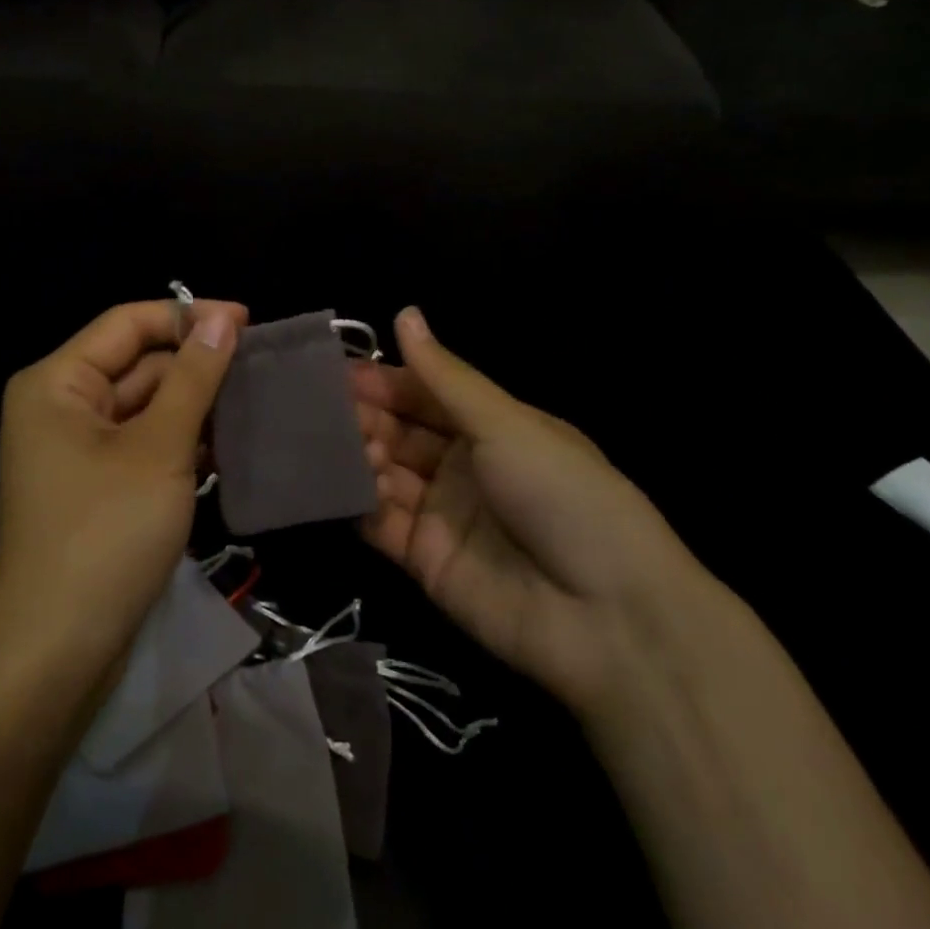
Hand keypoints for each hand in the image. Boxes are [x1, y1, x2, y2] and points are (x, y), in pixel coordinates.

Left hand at [0, 298, 246, 680]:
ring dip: (195, 405)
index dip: (189, 315)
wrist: (59, 650)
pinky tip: (230, 446)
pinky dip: (182, 442)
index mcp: (57, 382)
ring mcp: (77, 449)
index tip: (251, 321)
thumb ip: (193, 377)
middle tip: (263, 369)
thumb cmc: (105, 534)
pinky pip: (143, 443)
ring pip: (145, 406)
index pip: (128, 324)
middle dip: (197, 365)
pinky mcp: (96, 485)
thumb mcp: (159, 448)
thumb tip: (223, 317)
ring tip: (258, 403)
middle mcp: (60, 405)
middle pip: (137, 363)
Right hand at [353, 307, 715, 716]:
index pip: (426, 394)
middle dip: (366, 416)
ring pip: (385, 473)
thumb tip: (405, 313)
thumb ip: (444, 377)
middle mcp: (463, 466)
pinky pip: (380, 523)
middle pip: (401, 432)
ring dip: (361, 455)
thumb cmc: (562, 495)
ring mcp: (441, 513)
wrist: (605, 615)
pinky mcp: (423, 560)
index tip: (339, 370)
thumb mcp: (506, 424)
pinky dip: (360, 502)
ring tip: (339, 443)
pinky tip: (345, 484)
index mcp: (492, 427)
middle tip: (324, 406)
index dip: (386, 380)